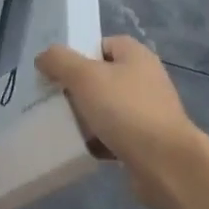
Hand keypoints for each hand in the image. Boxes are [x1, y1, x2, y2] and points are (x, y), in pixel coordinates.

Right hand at [36, 36, 200, 208]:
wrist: (165, 164)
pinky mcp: (146, 141)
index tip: (57, 71)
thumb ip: (59, 61)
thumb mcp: (84, 76)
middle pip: (101, 77)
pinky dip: (98, 140)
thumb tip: (43, 57)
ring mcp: (147, 111)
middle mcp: (145, 79)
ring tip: (63, 125)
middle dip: (77, 89)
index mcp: (136, 55)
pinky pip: (114, 134)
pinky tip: (82, 148)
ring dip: (85, 117)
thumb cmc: (125, 110)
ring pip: (106, 108)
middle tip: (54, 100)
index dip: (78, 54)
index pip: (102, 44)